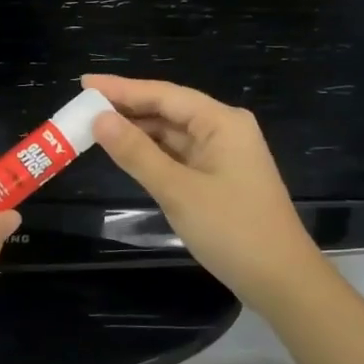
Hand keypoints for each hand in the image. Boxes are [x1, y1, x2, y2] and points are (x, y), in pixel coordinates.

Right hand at [83, 74, 328, 309]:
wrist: (282, 281)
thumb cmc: (232, 230)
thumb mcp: (177, 190)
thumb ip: (136, 153)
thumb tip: (99, 119)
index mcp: (221, 122)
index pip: (163, 94)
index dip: (121, 88)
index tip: (84, 82)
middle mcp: (224, 129)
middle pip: (168, 110)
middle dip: (126, 109)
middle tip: (82, 107)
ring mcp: (223, 154)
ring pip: (172, 134)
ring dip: (137, 131)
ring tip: (95, 128)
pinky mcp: (220, 178)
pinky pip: (179, 155)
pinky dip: (152, 153)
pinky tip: (126, 152)